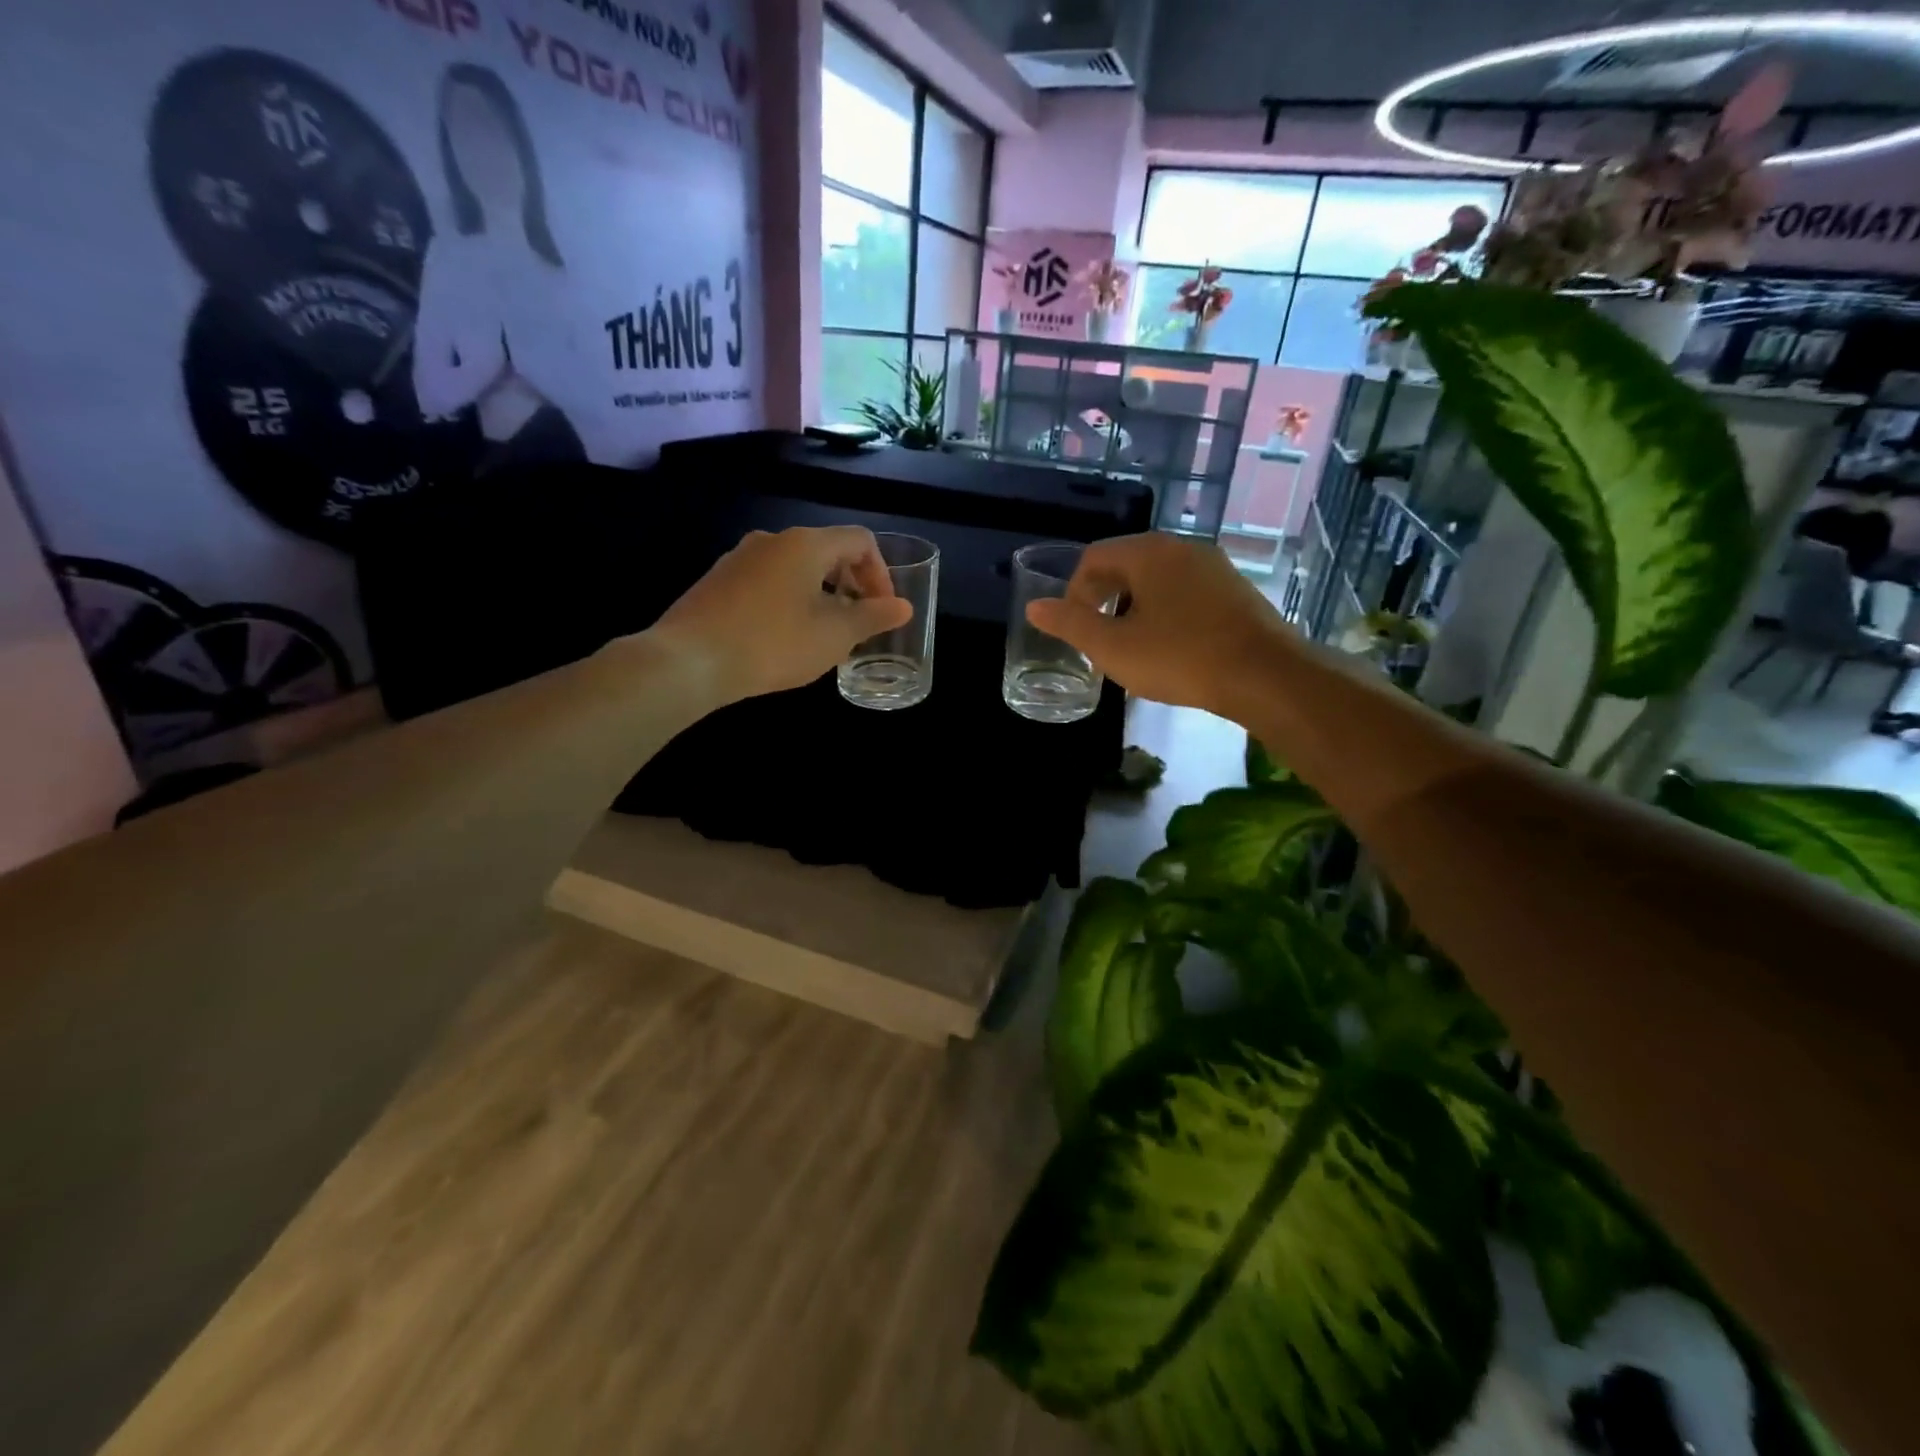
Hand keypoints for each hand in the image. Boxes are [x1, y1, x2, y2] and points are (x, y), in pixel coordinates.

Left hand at [649, 526, 911, 702]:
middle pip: (826, 551)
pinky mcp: (717, 581)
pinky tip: (782, 637)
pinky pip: (767, 581)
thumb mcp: (834, 636)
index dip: (880, 573)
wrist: (689, 661)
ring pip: (795, 568)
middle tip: (856, 623)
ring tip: (821, 634)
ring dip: (819, 594)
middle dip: (850, 584)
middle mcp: (772, 539)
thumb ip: (873, 617)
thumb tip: (903, 606)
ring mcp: (739, 558)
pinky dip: (788, 600)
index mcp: (806, 544)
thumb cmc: (773, 644)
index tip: (881, 610)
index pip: (860, 541)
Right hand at [1027, 533, 1283, 713]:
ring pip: (1157, 579)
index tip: (1075, 629)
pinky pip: (1186, 592)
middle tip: (1099, 639)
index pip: (1094, 557)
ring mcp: (1214, 567)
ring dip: (1134, 607)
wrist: (1265, 675)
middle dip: (1104, 599)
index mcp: (1148, 553)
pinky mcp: (1235, 590)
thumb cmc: (1179, 657)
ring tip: (1133, 647)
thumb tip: (1035, 607)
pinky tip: (1171, 647)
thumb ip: (1070, 625)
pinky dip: (1166, 612)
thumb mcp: (1113, 647)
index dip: (1074, 592)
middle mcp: (1182, 548)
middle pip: (1126, 564)